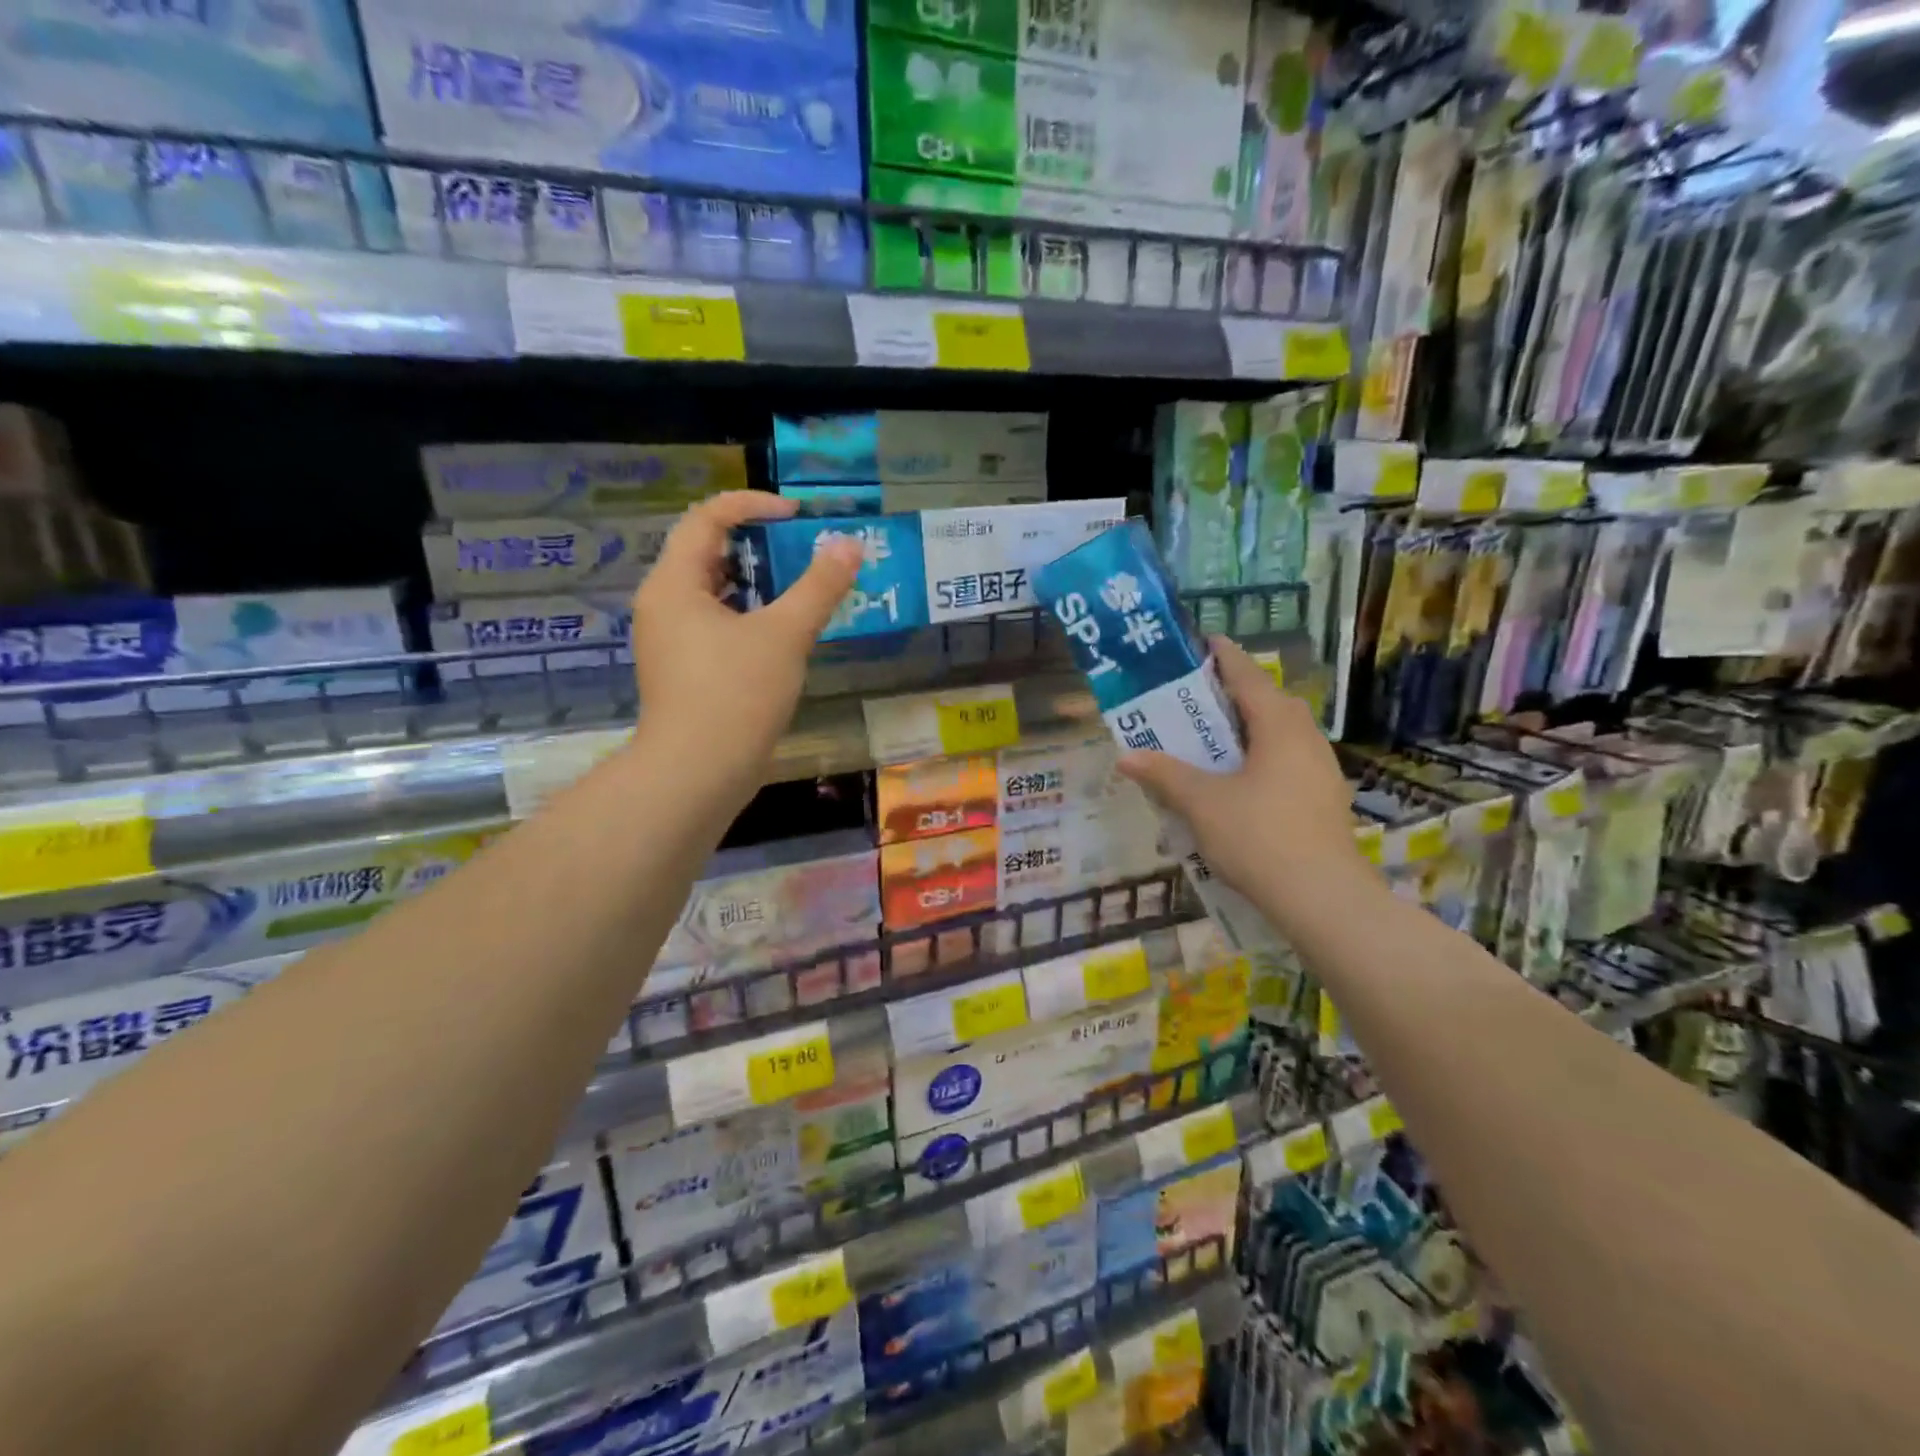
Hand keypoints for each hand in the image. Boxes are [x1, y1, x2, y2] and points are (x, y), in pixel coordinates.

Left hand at [630, 491, 861, 809]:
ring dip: (757, 585)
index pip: (706, 518)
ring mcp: (671, 642)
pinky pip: (717, 626)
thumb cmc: (735, 694)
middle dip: (758, 546)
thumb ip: (818, 587)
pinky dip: (750, 618)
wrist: (698, 774)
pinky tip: (784, 635)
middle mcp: (663, 605)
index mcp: (674, 584)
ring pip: (714, 594)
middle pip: (707, 554)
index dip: (752, 505)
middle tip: (803, 551)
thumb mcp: (784, 634)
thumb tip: (848, 545)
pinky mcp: (685, 672)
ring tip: (802, 589)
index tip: (797, 516)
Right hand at [1116, 638, 1375, 932]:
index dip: (1225, 656)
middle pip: (1271, 702)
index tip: (1207, 641)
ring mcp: (1322, 771)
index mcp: (1278, 727)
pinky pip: (1289, 761)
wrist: (1322, 898)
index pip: (1248, 677)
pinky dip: (1264, 756)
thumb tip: (1125, 756)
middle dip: (1238, 693)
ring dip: (1253, 727)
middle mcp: (1306, 739)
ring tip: (1218, 737)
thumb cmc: (1259, 836)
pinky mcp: (1325, 800)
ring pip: (1284, 734)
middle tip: (1202, 695)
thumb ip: (1164, 775)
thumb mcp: (1201, 803)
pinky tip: (1243, 781)